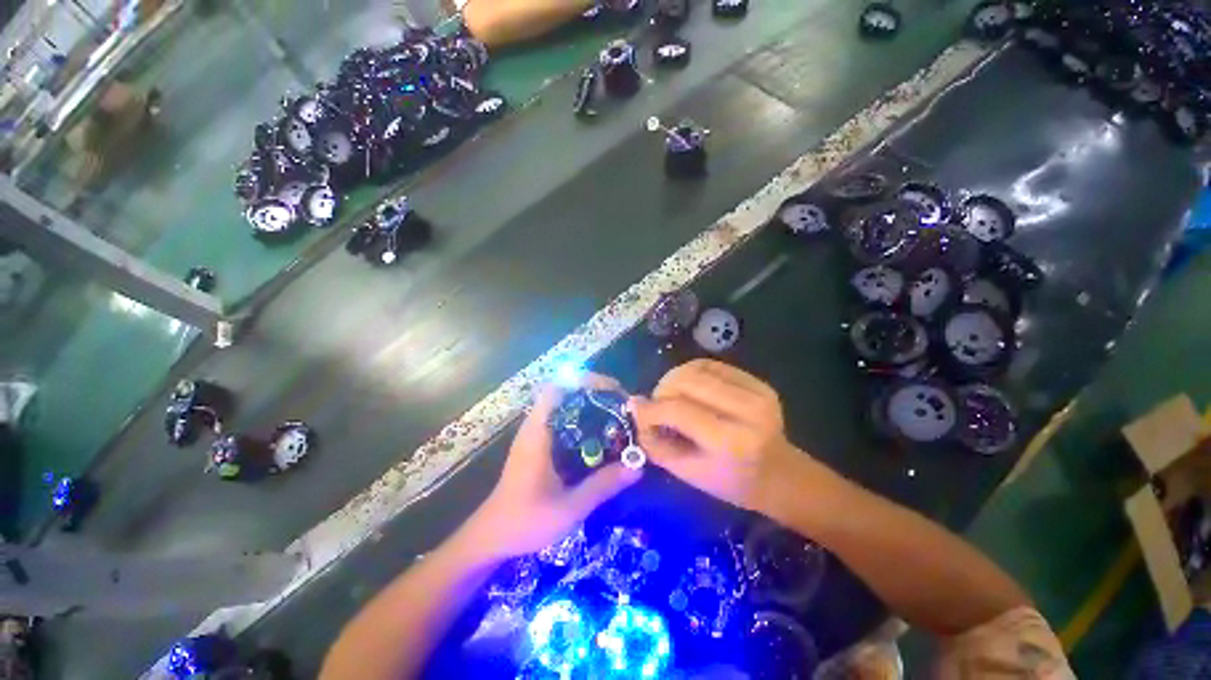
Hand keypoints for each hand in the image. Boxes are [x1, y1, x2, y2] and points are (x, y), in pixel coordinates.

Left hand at [466, 374, 642, 560]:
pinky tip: (601, 438)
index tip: (613, 391)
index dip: (586, 382)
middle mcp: (536, 426)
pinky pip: (565, 422)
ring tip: (617, 418)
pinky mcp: (540, 445)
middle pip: (566, 392)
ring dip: (591, 406)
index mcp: (538, 431)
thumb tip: (636, 467)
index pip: (558, 387)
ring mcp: (537, 435)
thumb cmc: (525, 520)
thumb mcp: (569, 507)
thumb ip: (602, 486)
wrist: (491, 537)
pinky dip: (584, 422)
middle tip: (622, 406)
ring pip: (566, 407)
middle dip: (595, 393)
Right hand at [628, 360, 796, 513]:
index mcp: (731, 441)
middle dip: (662, 390)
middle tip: (657, 406)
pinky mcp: (757, 381)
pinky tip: (688, 388)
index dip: (651, 409)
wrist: (778, 474)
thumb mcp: (687, 473)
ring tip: (671, 396)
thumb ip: (656, 442)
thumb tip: (634, 406)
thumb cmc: (730, 482)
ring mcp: (756, 391)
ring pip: (696, 368)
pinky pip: (711, 365)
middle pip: (686, 381)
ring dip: (674, 379)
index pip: (678, 410)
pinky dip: (690, 373)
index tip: (636, 411)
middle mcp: (747, 411)